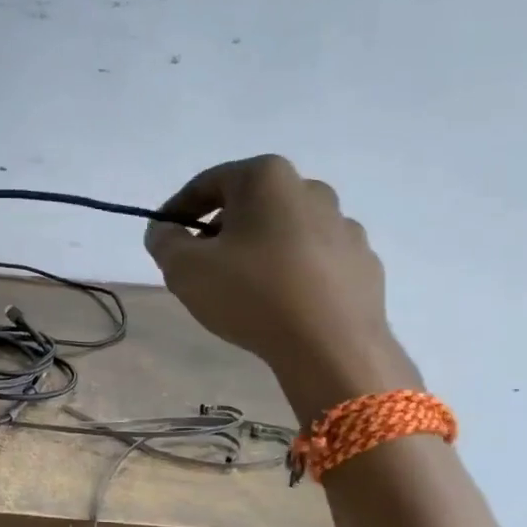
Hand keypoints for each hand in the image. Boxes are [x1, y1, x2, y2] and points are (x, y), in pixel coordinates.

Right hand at [144, 155, 419, 418]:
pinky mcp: (363, 262)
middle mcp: (311, 189)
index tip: (163, 236)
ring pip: (284, 231)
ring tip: (240, 288)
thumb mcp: (184, 268)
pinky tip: (280, 302)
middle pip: (249, 204)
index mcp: (267, 178)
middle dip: (219, 230)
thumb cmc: (251, 294)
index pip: (208, 183)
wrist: (332, 347)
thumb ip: (164, 241)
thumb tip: (165, 230)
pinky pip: (314, 259)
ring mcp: (344, 226)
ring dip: (258, 250)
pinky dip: (291, 272)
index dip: (177, 209)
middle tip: (199, 264)